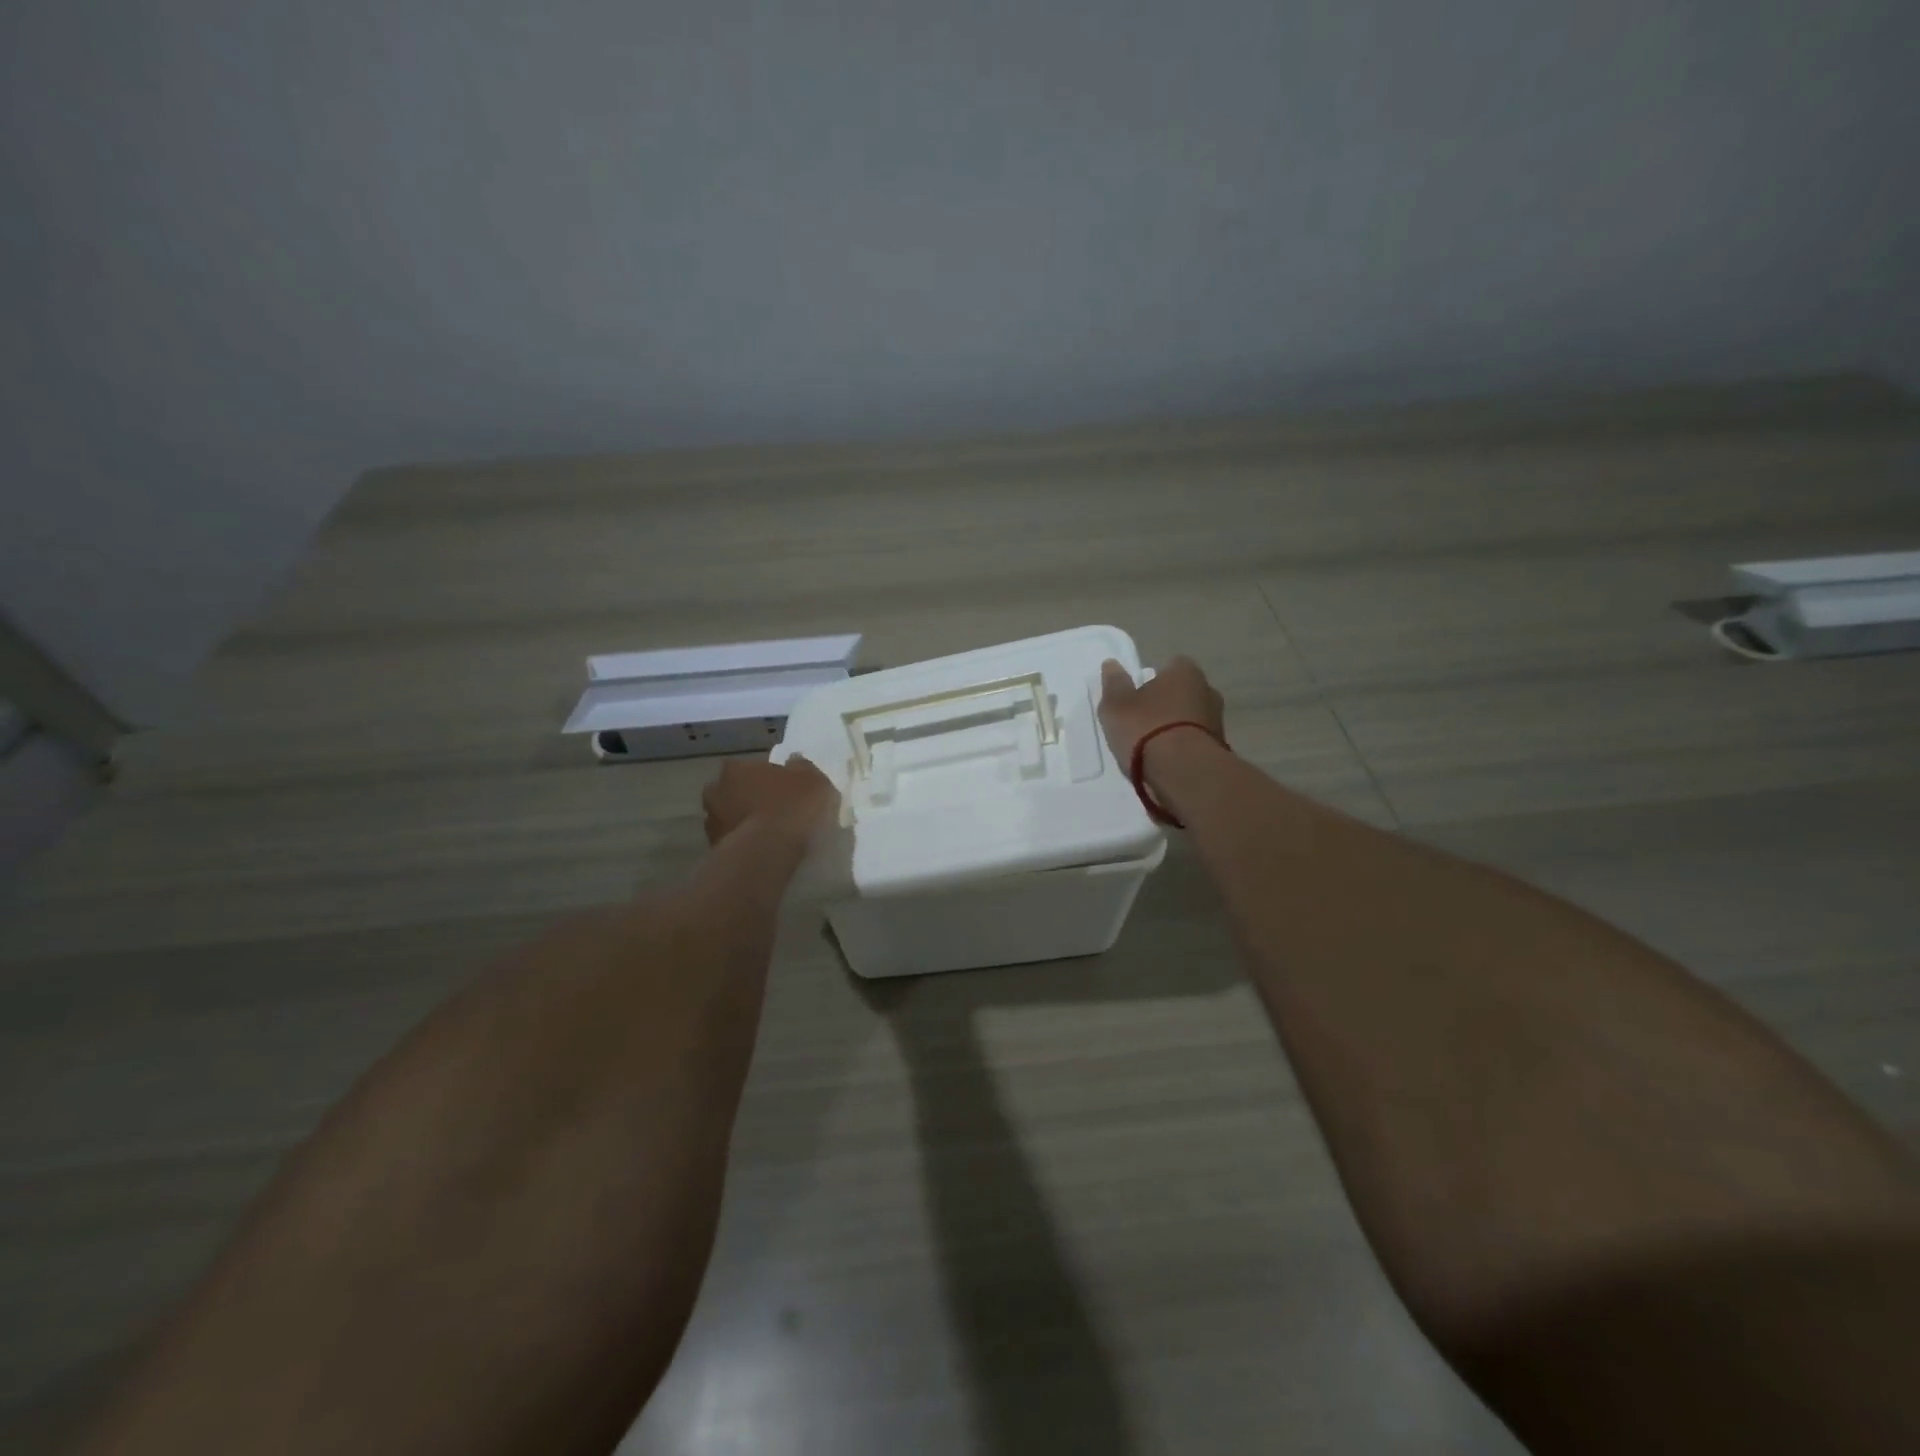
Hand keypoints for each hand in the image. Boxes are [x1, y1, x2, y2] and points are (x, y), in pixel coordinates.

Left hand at [702, 756, 838, 847]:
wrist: (767, 853)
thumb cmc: (790, 807)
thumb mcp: (812, 780)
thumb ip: (801, 767)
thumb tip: (793, 762)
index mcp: (734, 768)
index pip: (749, 767)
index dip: (766, 777)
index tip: (782, 788)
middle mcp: (715, 792)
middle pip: (734, 791)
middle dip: (749, 799)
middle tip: (773, 810)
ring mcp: (711, 823)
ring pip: (730, 818)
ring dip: (744, 822)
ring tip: (770, 835)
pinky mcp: (715, 851)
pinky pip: (733, 842)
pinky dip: (745, 844)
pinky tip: (763, 851)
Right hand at [1097, 656, 1224, 766]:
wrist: (1183, 773)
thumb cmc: (1146, 729)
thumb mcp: (1116, 705)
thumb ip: (1114, 684)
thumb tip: (1112, 664)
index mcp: (1185, 672)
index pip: (1171, 665)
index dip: (1153, 679)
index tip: (1137, 695)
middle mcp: (1208, 691)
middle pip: (1183, 693)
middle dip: (1166, 703)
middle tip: (1142, 721)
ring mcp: (1217, 722)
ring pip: (1191, 719)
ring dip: (1176, 728)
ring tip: (1151, 747)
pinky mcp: (1219, 750)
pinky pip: (1195, 742)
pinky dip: (1182, 749)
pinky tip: (1165, 762)